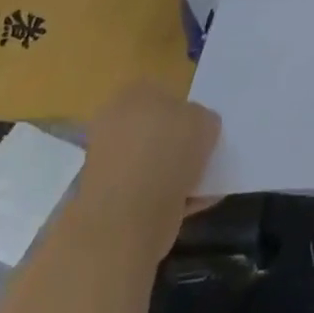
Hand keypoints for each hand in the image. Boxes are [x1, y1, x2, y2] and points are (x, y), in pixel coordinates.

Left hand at [78, 83, 221, 248]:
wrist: (127, 218)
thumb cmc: (167, 154)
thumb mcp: (205, 122)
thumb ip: (204, 119)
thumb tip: (199, 127)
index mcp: (134, 93)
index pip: (165, 94)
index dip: (187, 112)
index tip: (204, 131)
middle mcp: (116, 121)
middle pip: (157, 129)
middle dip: (178, 142)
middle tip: (204, 156)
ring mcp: (108, 160)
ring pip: (152, 161)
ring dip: (174, 172)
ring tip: (204, 185)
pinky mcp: (108, 198)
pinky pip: (148, 190)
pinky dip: (168, 197)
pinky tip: (193, 205)